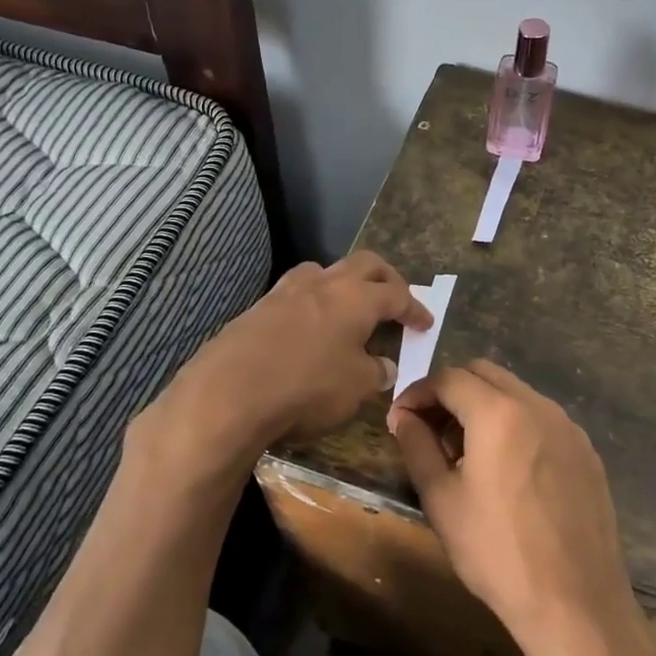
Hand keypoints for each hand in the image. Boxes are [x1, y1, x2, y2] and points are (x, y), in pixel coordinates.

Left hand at [146, 252, 431, 470]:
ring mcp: (287, 290)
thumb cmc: (306, 387)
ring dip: (345, 283)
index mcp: (357, 297)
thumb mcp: (355, 388)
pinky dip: (313, 301)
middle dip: (386, 278)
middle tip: (396, 299)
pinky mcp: (258, 307)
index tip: (425, 323)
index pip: (397, 294)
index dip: (415, 308)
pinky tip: (310, 326)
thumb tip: (384, 366)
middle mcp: (324, 283)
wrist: (229, 392)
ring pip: (325, 271)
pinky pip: (296, 292)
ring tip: (349, 306)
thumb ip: (376, 372)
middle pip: (365, 264)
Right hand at [388, 361, 655, 655]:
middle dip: (451, 392)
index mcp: (498, 413)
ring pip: (516, 393)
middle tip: (431, 431)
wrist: (575, 603)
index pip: (449, 378)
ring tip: (466, 453)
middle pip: (484, 374)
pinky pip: (541, 418)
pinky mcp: (587, 451)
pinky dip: (514, 424)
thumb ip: (417, 446)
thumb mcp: (441, 499)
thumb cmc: (497, 552)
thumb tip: (404, 417)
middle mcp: (538, 406)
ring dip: (483, 406)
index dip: (418, 392)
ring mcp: (568, 427)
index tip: (401, 419)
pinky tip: (506, 469)